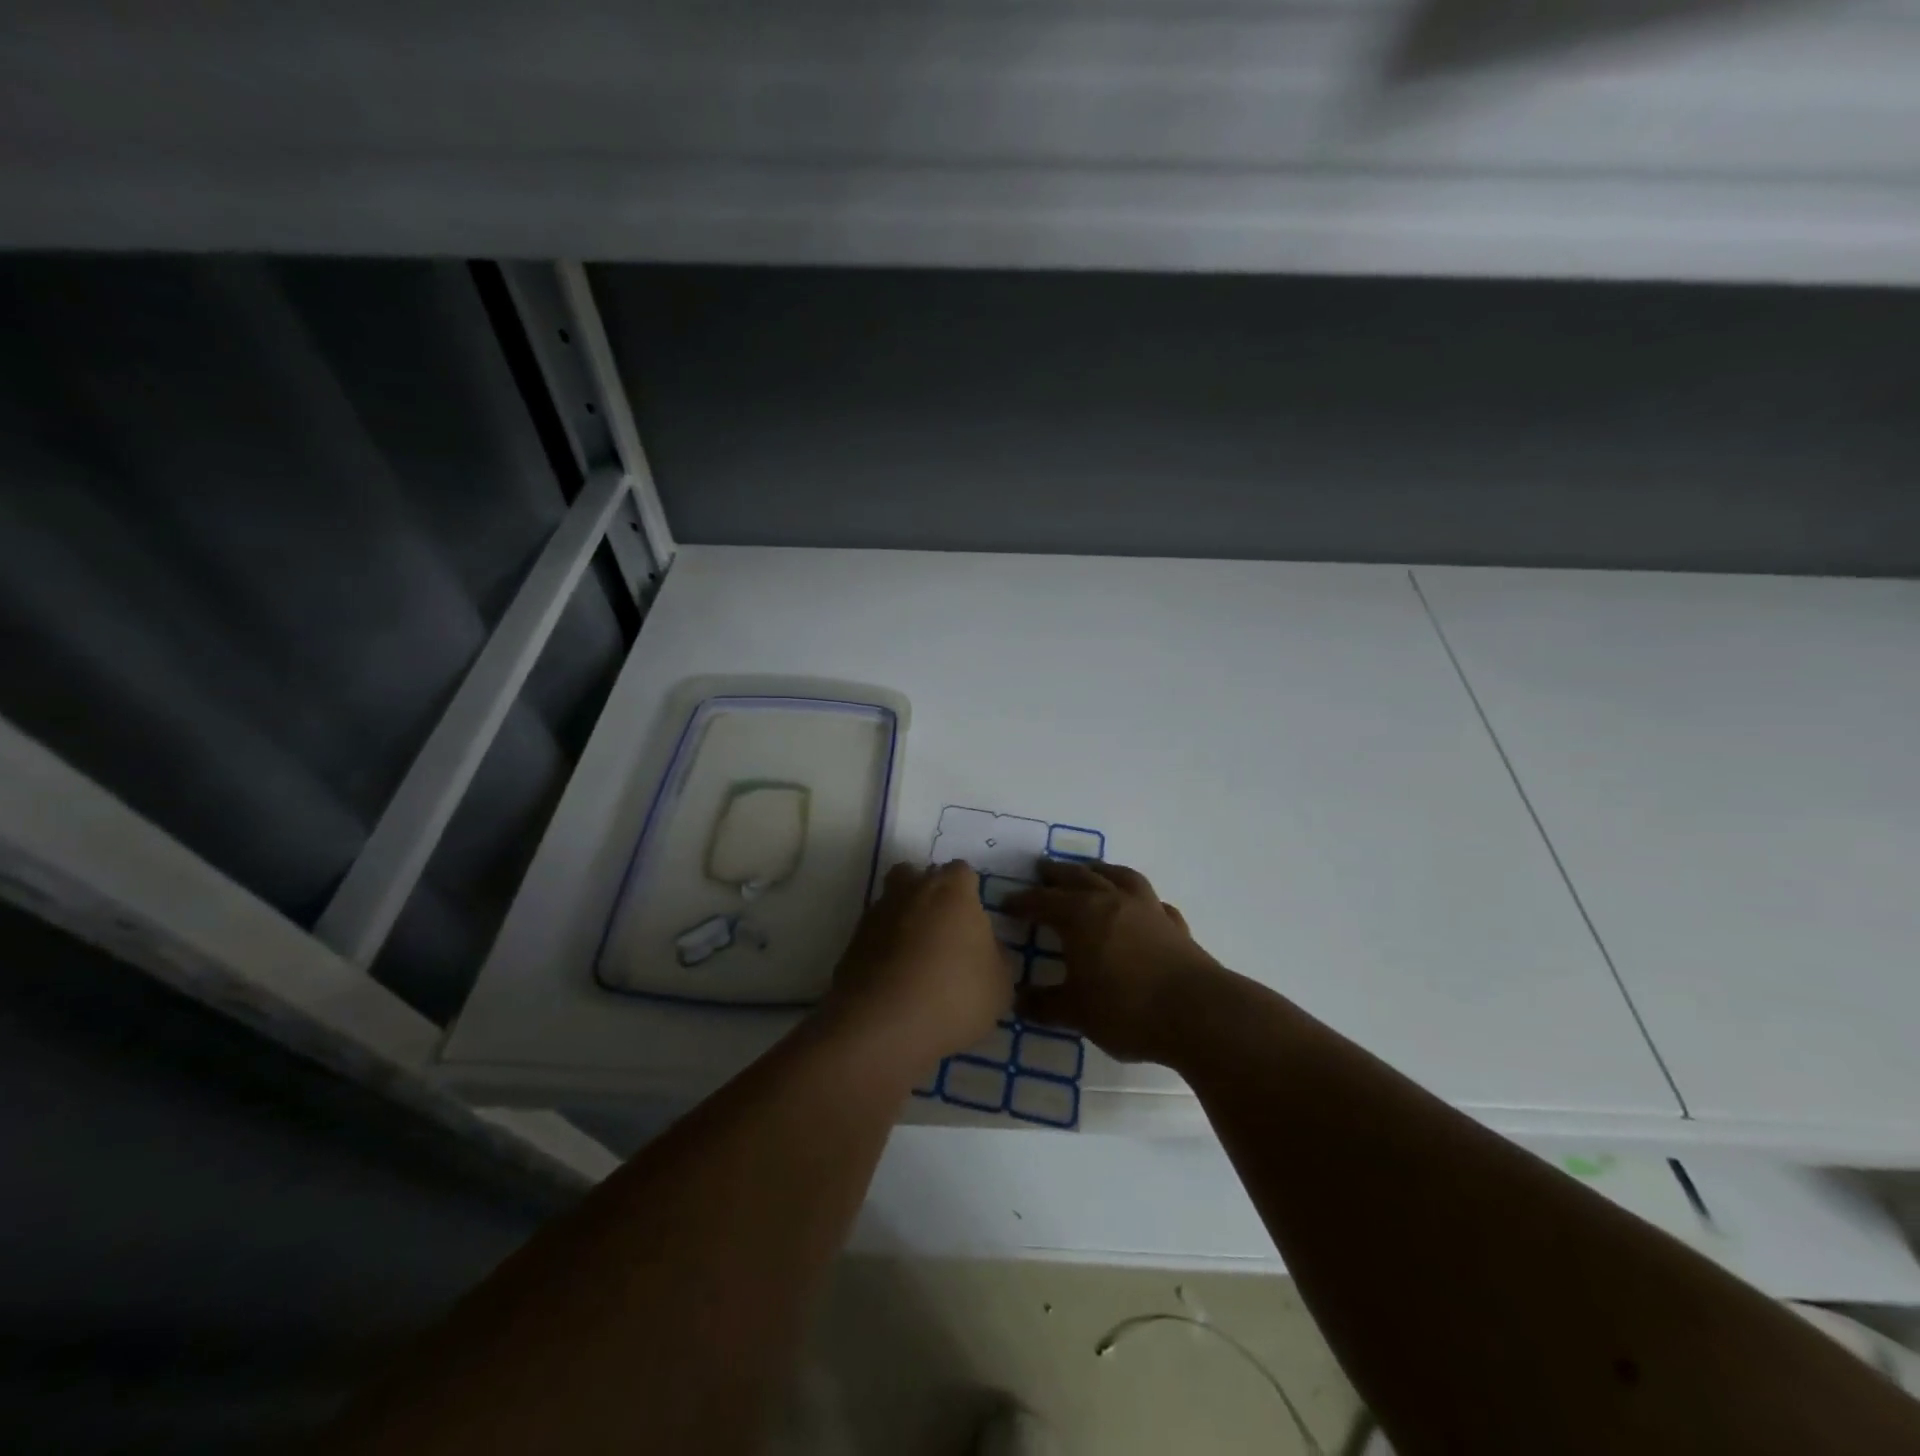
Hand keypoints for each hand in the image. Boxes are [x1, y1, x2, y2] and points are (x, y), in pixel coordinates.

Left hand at [825, 860, 1011, 1066]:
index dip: (968, 892)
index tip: (973, 921)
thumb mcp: (1000, 985)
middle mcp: (911, 890)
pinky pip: (874, 936)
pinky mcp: (852, 943)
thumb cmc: (954, 996)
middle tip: (943, 932)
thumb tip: (986, 948)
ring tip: (917, 959)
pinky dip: (883, 949)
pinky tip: (896, 980)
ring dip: (903, 920)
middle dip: (929, 895)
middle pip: (918, 876)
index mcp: (951, 891)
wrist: (883, 1026)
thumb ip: (997, 958)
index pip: (961, 872)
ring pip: (892, 903)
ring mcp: (876, 915)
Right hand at [1005, 860, 1221, 1062]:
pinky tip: (1141, 907)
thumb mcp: (1076, 1012)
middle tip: (1042, 870)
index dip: (1022, 902)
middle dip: (1057, 874)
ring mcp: (1147, 909)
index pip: (1043, 902)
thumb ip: (1044, 1005)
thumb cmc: (1126, 1009)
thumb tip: (1017, 1001)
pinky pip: (1153, 902)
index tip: (1006, 903)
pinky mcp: (1174, 925)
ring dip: (1100, 871)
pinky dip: (1141, 900)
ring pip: (1118, 877)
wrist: (1198, 1013)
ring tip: (1090, 870)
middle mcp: (1112, 901)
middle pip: (1078, 877)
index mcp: (1080, 916)